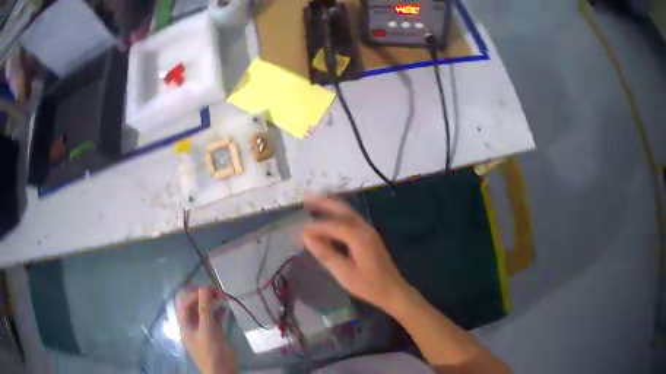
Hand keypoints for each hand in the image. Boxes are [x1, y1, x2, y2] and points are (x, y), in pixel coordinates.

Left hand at [176, 287, 237, 373]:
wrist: (222, 371)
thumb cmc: (211, 351)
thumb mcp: (207, 330)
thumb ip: (205, 309)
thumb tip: (204, 288)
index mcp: (185, 322)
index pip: (185, 301)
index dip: (196, 293)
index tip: (210, 290)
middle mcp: (192, 322)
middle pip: (193, 303)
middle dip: (203, 295)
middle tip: (217, 291)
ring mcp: (203, 327)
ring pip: (204, 309)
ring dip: (211, 301)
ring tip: (223, 297)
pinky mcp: (214, 332)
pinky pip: (214, 317)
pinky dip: (219, 312)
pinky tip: (225, 309)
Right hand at [302, 196, 410, 314]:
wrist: (393, 291)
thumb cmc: (369, 285)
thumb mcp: (344, 273)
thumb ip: (326, 254)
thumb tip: (307, 238)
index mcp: (359, 238)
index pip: (333, 226)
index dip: (316, 227)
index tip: (300, 230)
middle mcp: (365, 229)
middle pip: (343, 210)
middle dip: (324, 202)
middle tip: (306, 197)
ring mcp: (369, 231)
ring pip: (348, 212)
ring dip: (332, 205)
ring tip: (315, 201)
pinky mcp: (370, 236)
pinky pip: (352, 219)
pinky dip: (339, 214)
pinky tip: (330, 217)